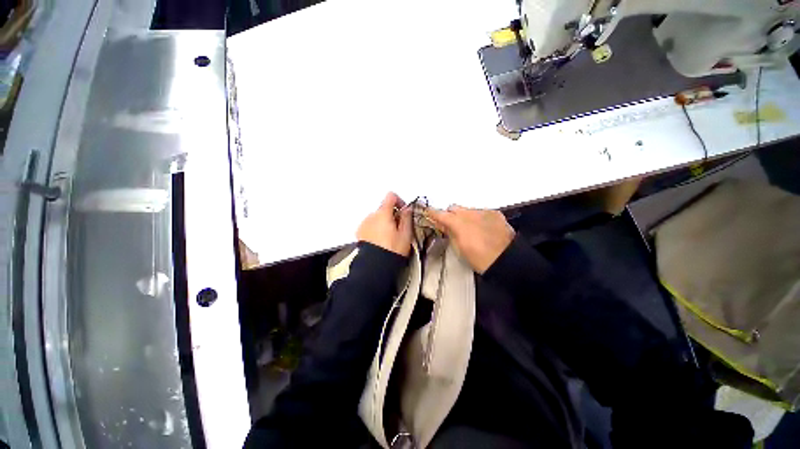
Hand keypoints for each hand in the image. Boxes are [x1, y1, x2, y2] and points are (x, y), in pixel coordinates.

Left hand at [356, 192, 412, 256]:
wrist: (374, 266)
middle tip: (398, 229)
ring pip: (377, 217)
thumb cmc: (393, 250)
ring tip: (388, 237)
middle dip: (392, 215)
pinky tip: (380, 240)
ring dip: (383, 222)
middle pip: (383, 208)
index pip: (390, 196)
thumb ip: (407, 218)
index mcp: (383, 214)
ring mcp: (364, 224)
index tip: (403, 211)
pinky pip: (370, 225)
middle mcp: (371, 215)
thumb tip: (407, 208)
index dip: (399, 200)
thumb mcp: (406, 235)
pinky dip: (375, 228)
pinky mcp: (359, 232)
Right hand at [426, 205, 514, 273]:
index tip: (428, 213)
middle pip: (453, 208)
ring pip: (468, 210)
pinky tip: (484, 229)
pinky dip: (478, 218)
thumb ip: (449, 233)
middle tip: (452, 226)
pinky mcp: (495, 213)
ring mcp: (483, 211)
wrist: (507, 260)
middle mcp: (469, 213)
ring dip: (465, 217)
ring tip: (471, 230)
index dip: (432, 213)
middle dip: (450, 215)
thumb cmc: (479, 258)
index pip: (439, 214)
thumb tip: (443, 225)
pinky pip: (481, 212)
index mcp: (457, 222)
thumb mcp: (459, 249)